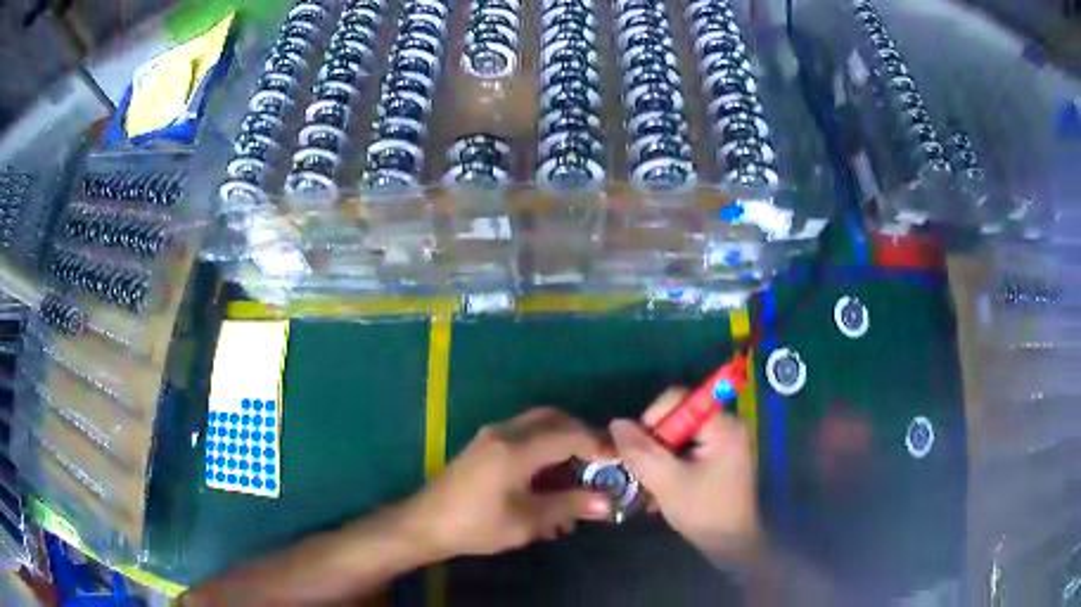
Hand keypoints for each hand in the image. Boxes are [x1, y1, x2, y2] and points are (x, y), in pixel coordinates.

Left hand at [402, 408, 610, 558]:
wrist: (426, 524)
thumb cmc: (477, 525)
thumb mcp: (527, 521)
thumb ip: (569, 506)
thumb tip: (607, 503)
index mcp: (517, 448)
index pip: (569, 435)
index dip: (599, 444)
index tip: (621, 459)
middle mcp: (505, 432)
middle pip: (554, 419)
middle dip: (582, 436)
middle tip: (601, 462)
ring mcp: (492, 436)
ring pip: (538, 425)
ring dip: (563, 443)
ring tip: (578, 476)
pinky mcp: (485, 446)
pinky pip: (524, 437)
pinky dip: (544, 450)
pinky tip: (550, 482)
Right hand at [610, 388, 762, 565]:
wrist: (732, 544)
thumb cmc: (704, 512)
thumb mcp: (667, 482)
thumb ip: (640, 451)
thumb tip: (616, 423)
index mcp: (723, 424)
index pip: (679, 398)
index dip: (653, 418)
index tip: (640, 449)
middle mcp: (728, 424)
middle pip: (678, 417)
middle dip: (655, 443)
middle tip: (641, 471)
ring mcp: (725, 441)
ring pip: (679, 435)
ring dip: (660, 457)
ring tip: (649, 484)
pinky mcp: (720, 457)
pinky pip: (688, 448)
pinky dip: (671, 464)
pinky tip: (662, 488)